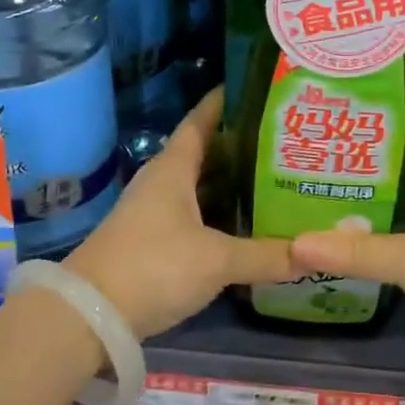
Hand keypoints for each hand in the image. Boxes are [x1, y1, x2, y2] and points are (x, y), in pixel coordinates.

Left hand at [65, 90, 293, 339]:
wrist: (89, 316)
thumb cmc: (154, 267)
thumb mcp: (217, 260)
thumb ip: (266, 256)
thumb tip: (315, 252)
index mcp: (174, 168)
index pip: (201, 121)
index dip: (225, 102)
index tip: (257, 88)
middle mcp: (163, 183)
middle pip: (207, 154)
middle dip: (243, 147)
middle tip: (286, 141)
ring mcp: (155, 214)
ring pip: (202, 189)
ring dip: (233, 185)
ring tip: (277, 180)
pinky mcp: (154, 243)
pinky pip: (196, 217)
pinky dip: (221, 217)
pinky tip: (248, 226)